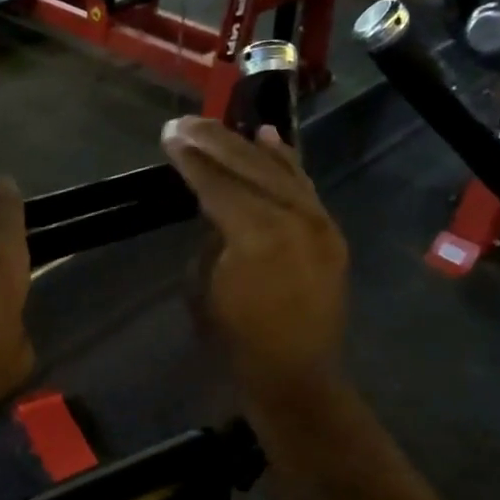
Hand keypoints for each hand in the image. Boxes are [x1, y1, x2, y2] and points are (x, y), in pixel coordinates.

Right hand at [161, 117, 348, 393]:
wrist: (295, 376)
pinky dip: (286, 161)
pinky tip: (269, 138)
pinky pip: (305, 187)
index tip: (170, 135)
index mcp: (256, 235)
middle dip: (214, 142)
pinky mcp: (329, 233)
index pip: (218, 184)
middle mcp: (293, 219)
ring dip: (245, 146)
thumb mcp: (205, 287)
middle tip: (184, 123)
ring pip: (280, 171)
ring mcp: (318, 223)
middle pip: (249, 167)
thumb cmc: (236, 340)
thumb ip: (213, 238)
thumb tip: (216, 210)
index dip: (192, 159)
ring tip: (216, 125)